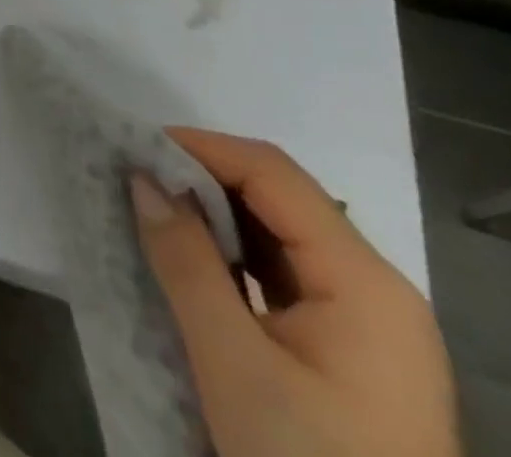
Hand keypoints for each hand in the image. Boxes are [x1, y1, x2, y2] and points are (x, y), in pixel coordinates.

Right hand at [132, 129, 460, 456]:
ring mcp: (370, 326)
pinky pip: (286, 277)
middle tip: (133, 179)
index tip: (133, 148)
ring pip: (280, 237)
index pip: (272, 174)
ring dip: (214, 218)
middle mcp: (377, 290)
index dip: (200, 147)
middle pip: (280, 199)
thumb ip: (185, 260)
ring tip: (151, 213)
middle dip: (202, 180)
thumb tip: (142, 176)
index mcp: (365, 282)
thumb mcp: (233, 363)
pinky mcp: (354, 356)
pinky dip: (234, 258)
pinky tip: (192, 265)